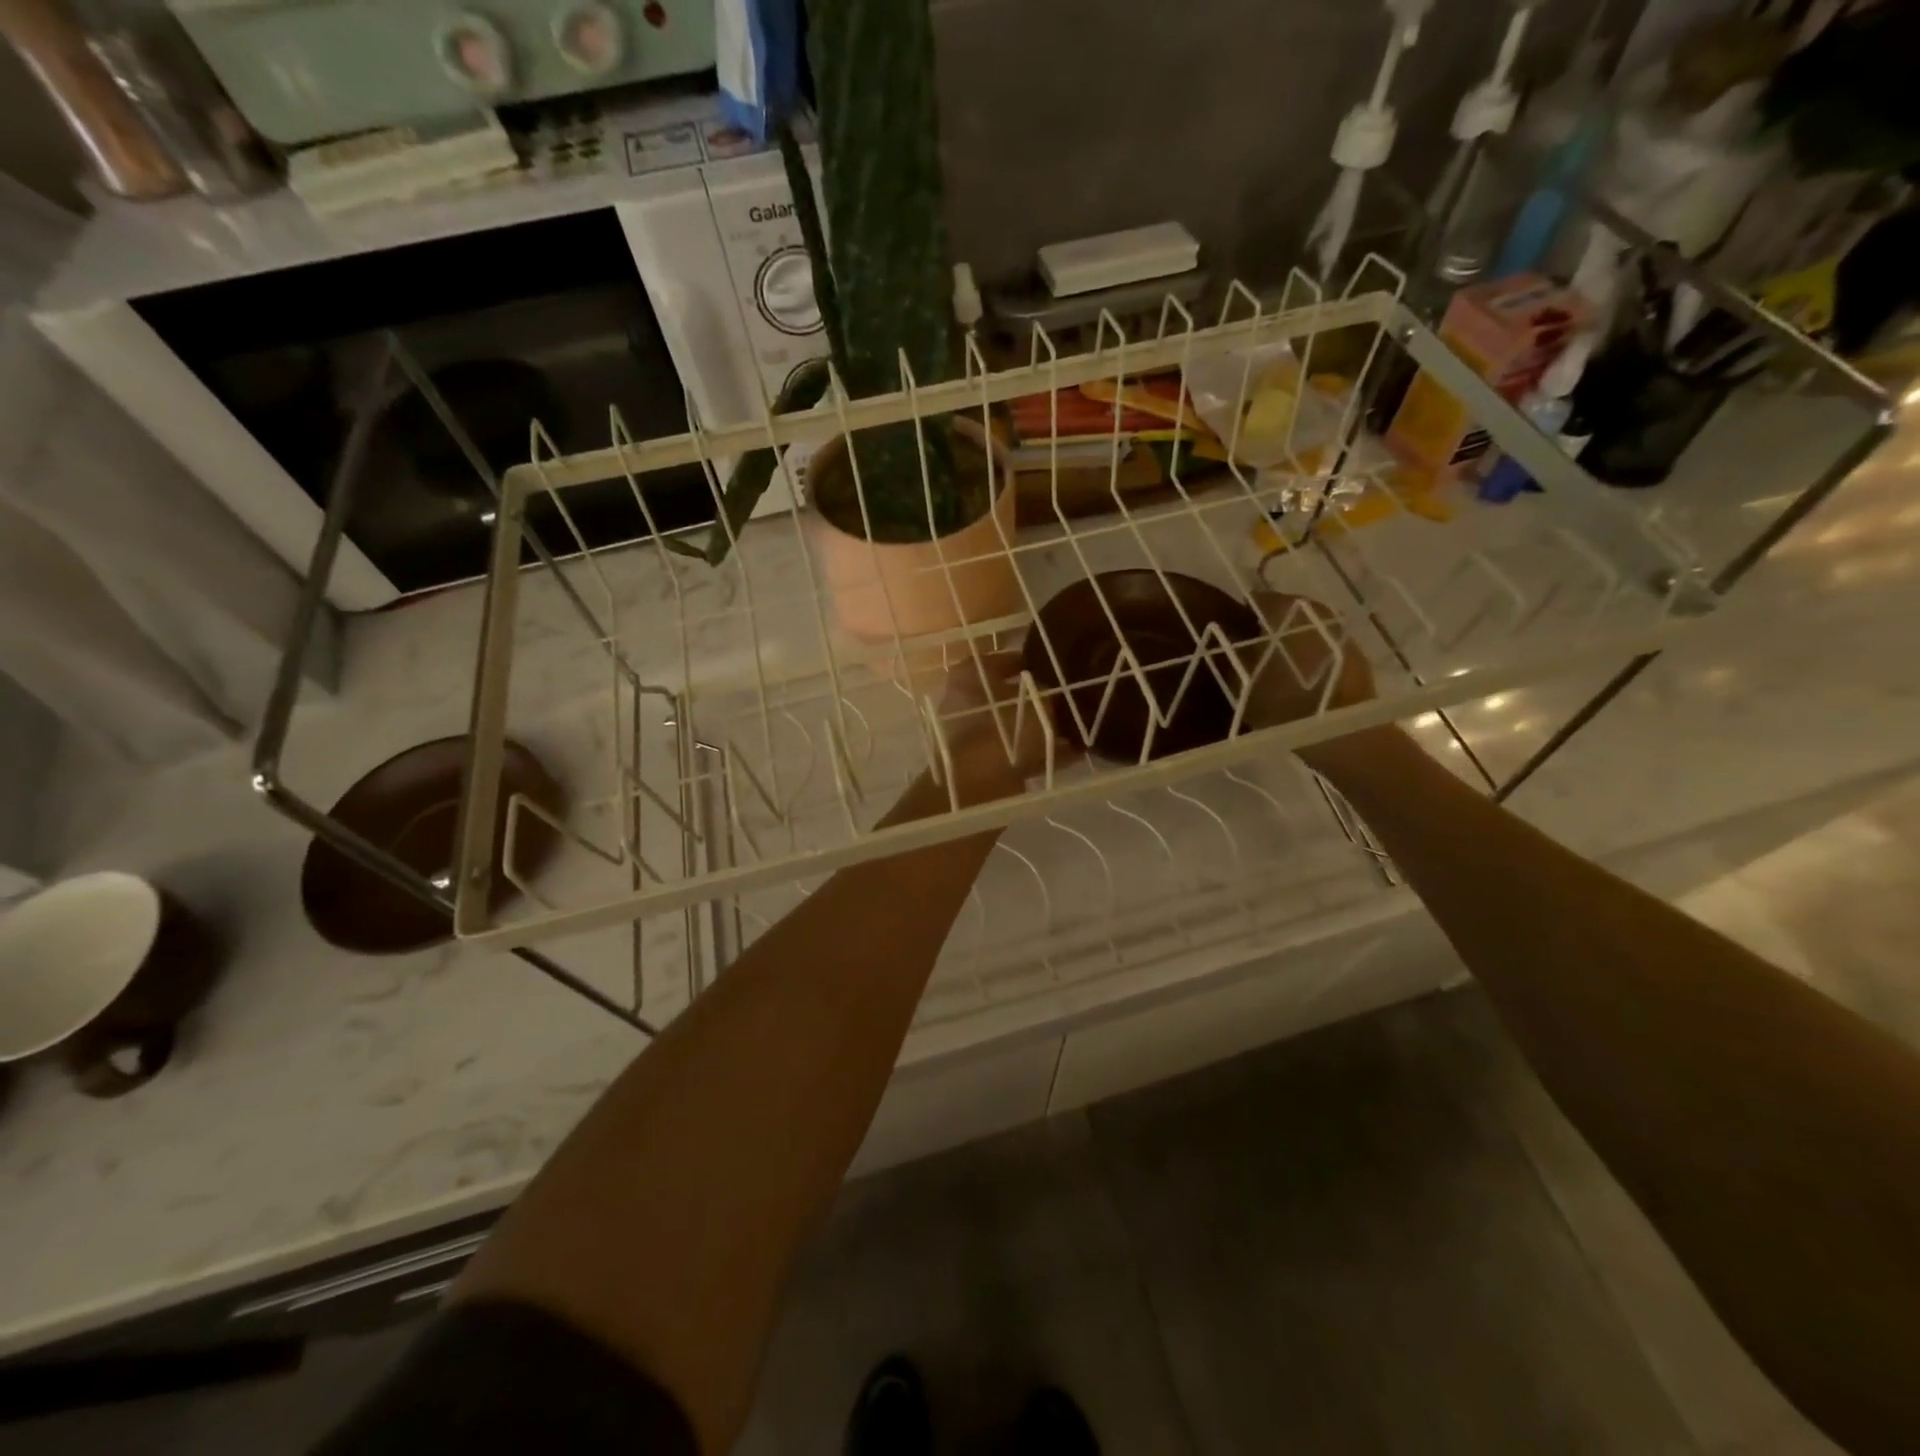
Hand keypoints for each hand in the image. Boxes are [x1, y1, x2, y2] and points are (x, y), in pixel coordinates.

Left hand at [934, 650, 1074, 804]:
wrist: (977, 787)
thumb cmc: (1003, 731)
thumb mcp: (1038, 703)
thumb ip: (1049, 695)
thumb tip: (1054, 694)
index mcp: (970, 676)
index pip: (1004, 660)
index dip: (1032, 662)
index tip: (1056, 667)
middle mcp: (966, 703)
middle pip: (1010, 697)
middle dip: (1039, 701)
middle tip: (1070, 700)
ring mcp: (973, 737)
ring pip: (1016, 728)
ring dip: (1044, 730)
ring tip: (1079, 730)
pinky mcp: (984, 766)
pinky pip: (1020, 754)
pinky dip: (1044, 754)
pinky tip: (1075, 755)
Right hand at [1242, 591, 1374, 730]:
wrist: (1340, 732)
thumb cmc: (1282, 702)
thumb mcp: (1240, 680)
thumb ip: (1228, 652)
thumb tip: (1222, 635)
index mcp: (1284, 607)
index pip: (1256, 600)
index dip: (1240, 616)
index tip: (1229, 636)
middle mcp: (1315, 609)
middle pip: (1284, 612)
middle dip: (1268, 629)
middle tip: (1250, 654)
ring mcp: (1340, 631)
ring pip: (1306, 629)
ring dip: (1291, 643)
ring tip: (1275, 668)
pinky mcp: (1356, 654)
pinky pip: (1323, 648)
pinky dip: (1310, 657)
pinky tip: (1300, 679)